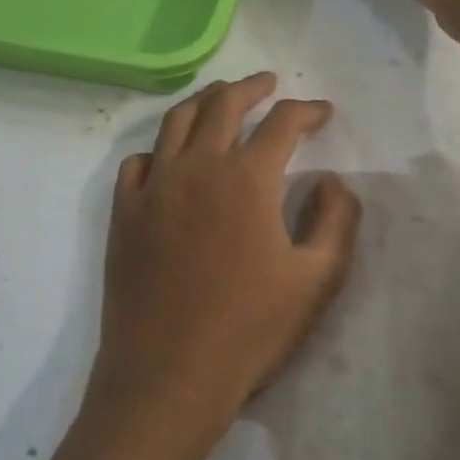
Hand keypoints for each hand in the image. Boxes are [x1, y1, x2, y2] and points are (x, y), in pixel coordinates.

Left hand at [87, 73, 361, 458]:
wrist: (168, 375)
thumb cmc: (249, 331)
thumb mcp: (316, 281)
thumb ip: (336, 221)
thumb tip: (334, 180)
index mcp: (247, 179)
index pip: (282, 123)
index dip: (308, 110)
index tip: (323, 112)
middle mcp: (197, 167)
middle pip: (223, 104)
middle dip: (252, 87)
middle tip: (269, 84)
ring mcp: (153, 187)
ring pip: (176, 122)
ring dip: (204, 102)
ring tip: (221, 98)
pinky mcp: (124, 212)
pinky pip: (137, 162)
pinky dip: (159, 150)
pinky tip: (169, 159)